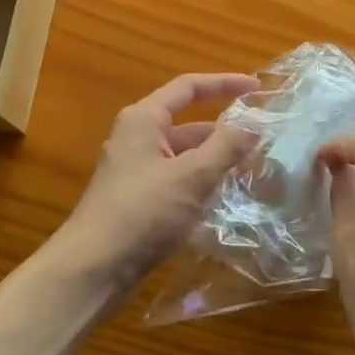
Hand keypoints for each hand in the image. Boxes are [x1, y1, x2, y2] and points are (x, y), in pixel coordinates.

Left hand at [54, 72, 260, 291]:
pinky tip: (223, 199)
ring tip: (251, 171)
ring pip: (183, 156)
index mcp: (144, 120)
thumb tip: (253, 126)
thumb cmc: (142, 213)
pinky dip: (200, 183)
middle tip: (262, 142)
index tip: (257, 89)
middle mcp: (137, 138)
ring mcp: (135, 170)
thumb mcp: (192, 176)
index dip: (224, 84)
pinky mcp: (137, 200)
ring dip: (214, 161)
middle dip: (224, 132)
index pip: (189, 87)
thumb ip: (226, 147)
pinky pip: (176, 180)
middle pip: (188, 124)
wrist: (92, 270)